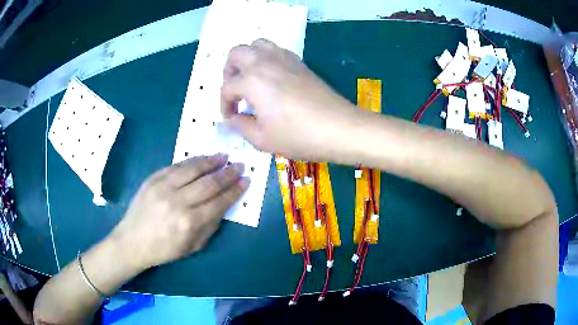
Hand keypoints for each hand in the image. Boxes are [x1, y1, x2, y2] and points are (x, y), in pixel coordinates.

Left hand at [110, 154, 248, 269]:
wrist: (132, 241)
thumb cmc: (164, 249)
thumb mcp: (192, 247)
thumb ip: (211, 226)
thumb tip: (224, 205)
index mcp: (189, 223)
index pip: (219, 202)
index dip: (235, 190)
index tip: (246, 180)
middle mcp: (177, 202)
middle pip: (209, 183)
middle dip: (228, 173)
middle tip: (239, 165)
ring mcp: (163, 187)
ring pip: (193, 168)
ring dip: (212, 161)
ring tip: (224, 157)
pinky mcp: (153, 178)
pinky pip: (177, 165)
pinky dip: (193, 160)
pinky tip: (203, 159)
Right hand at [221, 39, 356, 160]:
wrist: (339, 128)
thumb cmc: (298, 136)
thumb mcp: (262, 139)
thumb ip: (240, 125)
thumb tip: (233, 117)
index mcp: (251, 80)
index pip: (227, 88)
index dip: (224, 105)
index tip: (231, 118)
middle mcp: (264, 62)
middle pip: (236, 53)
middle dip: (229, 71)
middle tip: (236, 91)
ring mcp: (283, 58)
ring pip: (257, 44)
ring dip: (247, 59)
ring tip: (251, 79)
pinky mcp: (299, 61)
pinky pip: (275, 50)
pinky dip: (266, 58)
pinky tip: (272, 78)